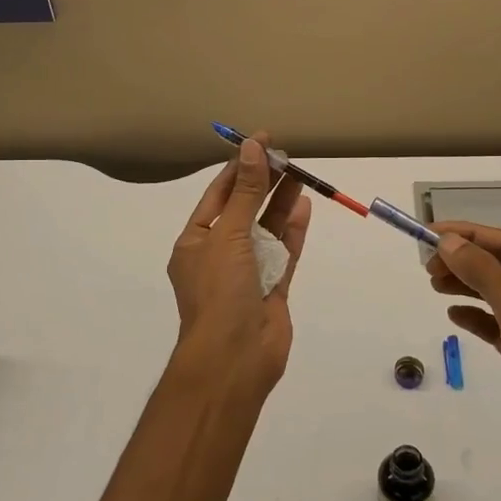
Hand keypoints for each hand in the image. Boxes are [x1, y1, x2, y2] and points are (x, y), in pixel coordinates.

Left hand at [167, 135, 310, 399]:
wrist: (234, 360)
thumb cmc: (220, 292)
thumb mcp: (228, 235)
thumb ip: (245, 193)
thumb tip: (252, 148)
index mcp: (196, 241)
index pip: (217, 194)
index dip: (239, 167)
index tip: (260, 141)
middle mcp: (220, 253)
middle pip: (244, 208)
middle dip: (262, 182)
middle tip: (286, 154)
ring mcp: (248, 271)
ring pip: (267, 228)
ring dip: (281, 202)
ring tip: (300, 171)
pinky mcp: (273, 287)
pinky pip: (284, 252)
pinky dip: (293, 230)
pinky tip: (304, 205)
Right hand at [427, 222, 500, 500]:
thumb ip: (484, 274)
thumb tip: (450, 242)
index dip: (469, 235)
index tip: (431, 234)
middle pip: (500, 267)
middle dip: (464, 259)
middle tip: (427, 265)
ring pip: (494, 293)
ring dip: (465, 284)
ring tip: (432, 284)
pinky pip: (493, 323)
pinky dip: (472, 315)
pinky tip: (453, 315)